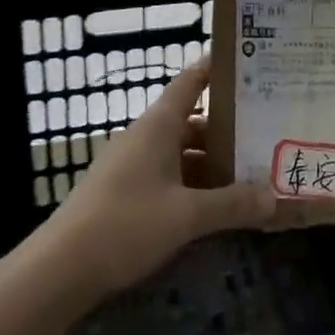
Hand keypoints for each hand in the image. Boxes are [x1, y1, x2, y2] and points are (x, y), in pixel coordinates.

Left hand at [30, 62, 274, 299]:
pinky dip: (193, 183)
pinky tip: (214, 205)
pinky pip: (168, 176)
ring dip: (211, 161)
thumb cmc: (126, 224)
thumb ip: (233, 204)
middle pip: (193, 120)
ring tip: (250, 171)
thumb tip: (276, 199)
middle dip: (228, 128)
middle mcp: (145, 137)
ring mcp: (131, 165)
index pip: (192, 81)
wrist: (58, 271)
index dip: (218, 68)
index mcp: (158, 125)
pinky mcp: (123, 193)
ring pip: (181, 152)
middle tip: (267, 130)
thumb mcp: (187, 215)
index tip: (250, 63)